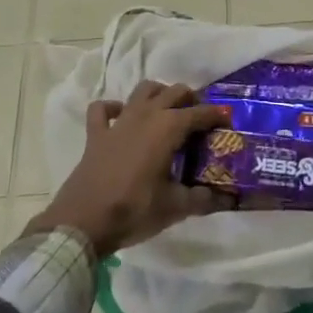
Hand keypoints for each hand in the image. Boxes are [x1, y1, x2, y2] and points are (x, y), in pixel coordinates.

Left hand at [26, 81, 230, 256]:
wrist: (84, 222)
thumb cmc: (134, 210)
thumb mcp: (174, 207)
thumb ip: (202, 199)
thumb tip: (226, 198)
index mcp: (168, 128)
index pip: (200, 113)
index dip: (217, 115)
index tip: (228, 122)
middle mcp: (146, 115)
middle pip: (174, 92)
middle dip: (191, 100)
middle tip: (200, 118)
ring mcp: (119, 121)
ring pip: (143, 90)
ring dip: (158, 94)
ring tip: (167, 111)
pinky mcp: (96, 134)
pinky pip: (103, 109)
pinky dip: (113, 108)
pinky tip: (121, 117)